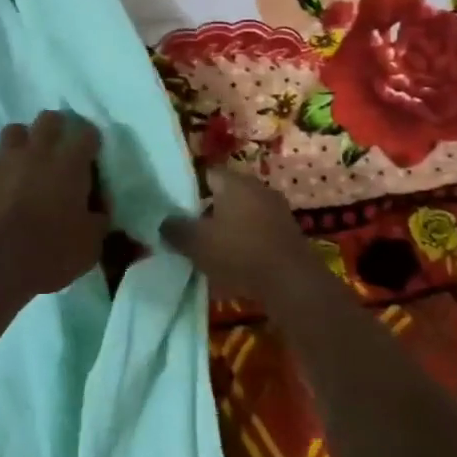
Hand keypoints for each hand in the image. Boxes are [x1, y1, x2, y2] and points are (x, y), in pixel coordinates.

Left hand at [0, 112, 108, 294]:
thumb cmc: (51, 253)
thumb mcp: (90, 244)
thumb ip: (97, 219)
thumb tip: (98, 209)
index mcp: (70, 165)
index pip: (87, 136)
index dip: (90, 140)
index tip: (91, 151)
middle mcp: (36, 152)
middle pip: (48, 120)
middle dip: (54, 127)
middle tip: (55, 147)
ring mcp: (1, 159)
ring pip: (11, 131)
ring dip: (17, 142)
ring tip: (18, 159)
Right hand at [160, 168, 325, 303]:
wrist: (292, 283)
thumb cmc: (239, 253)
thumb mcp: (196, 243)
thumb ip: (175, 229)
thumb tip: (164, 222)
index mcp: (235, 182)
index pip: (207, 173)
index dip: (190, 188)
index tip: (178, 208)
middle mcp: (258, 188)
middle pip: (226, 193)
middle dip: (209, 209)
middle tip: (192, 230)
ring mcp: (277, 209)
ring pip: (244, 212)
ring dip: (229, 226)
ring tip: (212, 249)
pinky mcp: (289, 232)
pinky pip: (259, 230)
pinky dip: (247, 240)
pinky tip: (237, 261)